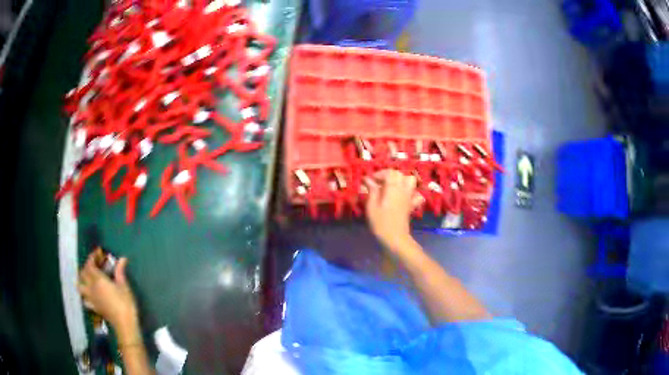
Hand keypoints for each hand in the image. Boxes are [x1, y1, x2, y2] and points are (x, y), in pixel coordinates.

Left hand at [78, 253, 138, 338]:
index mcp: (98, 280)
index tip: (97, 253)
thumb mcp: (124, 286)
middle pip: (83, 273)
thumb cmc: (125, 303)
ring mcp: (91, 298)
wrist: (124, 324)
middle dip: (86, 266)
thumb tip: (122, 258)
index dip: (92, 257)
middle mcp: (91, 287)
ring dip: (81, 280)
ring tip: (87, 278)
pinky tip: (89, 295)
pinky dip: (85, 295)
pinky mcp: (94, 307)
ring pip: (80, 286)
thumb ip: (120, 272)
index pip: (90, 264)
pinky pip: (85, 299)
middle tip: (93, 264)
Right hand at [364, 170, 422, 250]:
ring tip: (392, 187)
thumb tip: (368, 179)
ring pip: (410, 180)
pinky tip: (404, 197)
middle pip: (400, 174)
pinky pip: (416, 194)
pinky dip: (412, 193)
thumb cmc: (380, 223)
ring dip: (401, 180)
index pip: (389, 172)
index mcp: (392, 188)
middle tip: (379, 183)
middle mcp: (403, 190)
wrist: (395, 238)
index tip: (370, 180)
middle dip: (389, 175)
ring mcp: (409, 197)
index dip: (379, 173)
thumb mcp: (371, 206)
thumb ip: (372, 191)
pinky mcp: (412, 205)